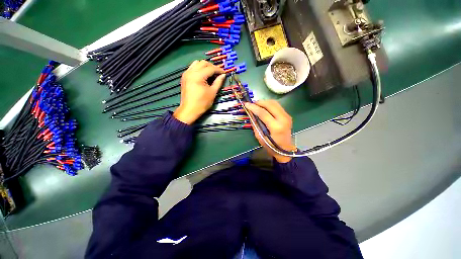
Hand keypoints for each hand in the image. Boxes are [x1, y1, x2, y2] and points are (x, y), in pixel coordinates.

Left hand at [173, 60, 225, 123]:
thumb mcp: (212, 93)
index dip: (219, 69)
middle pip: (203, 63)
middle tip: (218, 73)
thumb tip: (223, 75)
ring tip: (211, 73)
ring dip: (205, 66)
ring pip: (197, 63)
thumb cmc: (202, 103)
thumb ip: (218, 82)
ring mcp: (186, 74)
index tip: (224, 73)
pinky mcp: (184, 77)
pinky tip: (203, 75)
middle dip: (212, 66)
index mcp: (198, 76)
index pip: (210, 68)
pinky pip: (192, 68)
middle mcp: (191, 72)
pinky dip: (199, 69)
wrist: (189, 110)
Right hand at [244, 100, 295, 162]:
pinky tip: (264, 107)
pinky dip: (269, 104)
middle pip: (270, 105)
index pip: (263, 113)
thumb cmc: (271, 146)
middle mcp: (283, 119)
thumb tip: (250, 114)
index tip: (246, 104)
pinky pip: (277, 106)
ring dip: (264, 102)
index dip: (253, 107)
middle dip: (259, 102)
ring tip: (257, 105)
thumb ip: (255, 124)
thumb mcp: (259, 137)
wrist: (285, 149)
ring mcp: (287, 116)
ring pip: (274, 103)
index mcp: (276, 127)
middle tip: (251, 104)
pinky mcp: (287, 115)